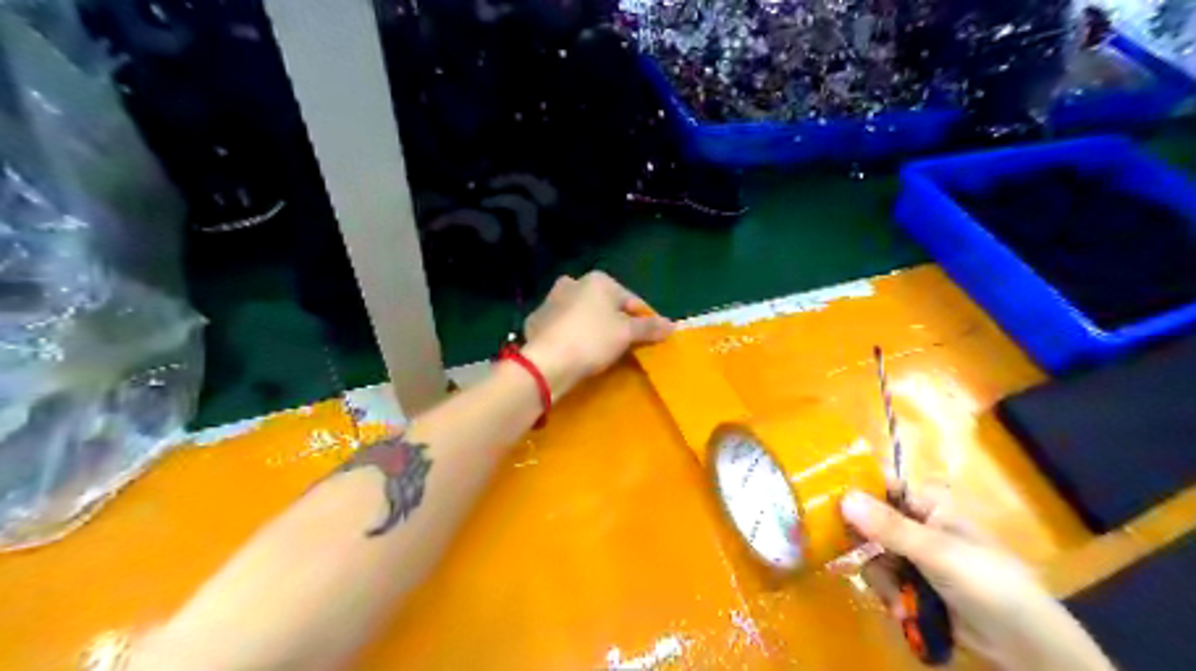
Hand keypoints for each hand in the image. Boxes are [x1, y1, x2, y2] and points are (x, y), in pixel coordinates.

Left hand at [525, 269, 671, 398]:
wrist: (546, 362)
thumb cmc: (592, 340)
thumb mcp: (627, 334)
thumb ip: (650, 327)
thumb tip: (672, 325)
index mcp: (598, 280)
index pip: (631, 300)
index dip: (643, 320)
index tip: (649, 339)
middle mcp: (573, 283)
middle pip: (604, 305)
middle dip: (614, 322)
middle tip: (624, 346)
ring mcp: (550, 301)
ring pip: (581, 314)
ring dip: (591, 327)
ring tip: (599, 352)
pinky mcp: (536, 321)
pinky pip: (562, 328)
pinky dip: (570, 336)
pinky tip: (575, 353)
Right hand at [839, 488, 1111, 670]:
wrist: (1024, 647)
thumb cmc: (988, 583)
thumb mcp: (938, 552)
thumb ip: (889, 526)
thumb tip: (843, 496)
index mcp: (928, 506)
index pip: (883, 485)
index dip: (855, 486)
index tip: (825, 494)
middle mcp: (917, 527)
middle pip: (870, 521)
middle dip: (863, 542)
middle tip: (848, 549)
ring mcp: (914, 559)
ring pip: (872, 555)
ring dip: (881, 578)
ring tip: (899, 596)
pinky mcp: (913, 587)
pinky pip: (883, 582)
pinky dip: (890, 596)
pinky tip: (904, 609)